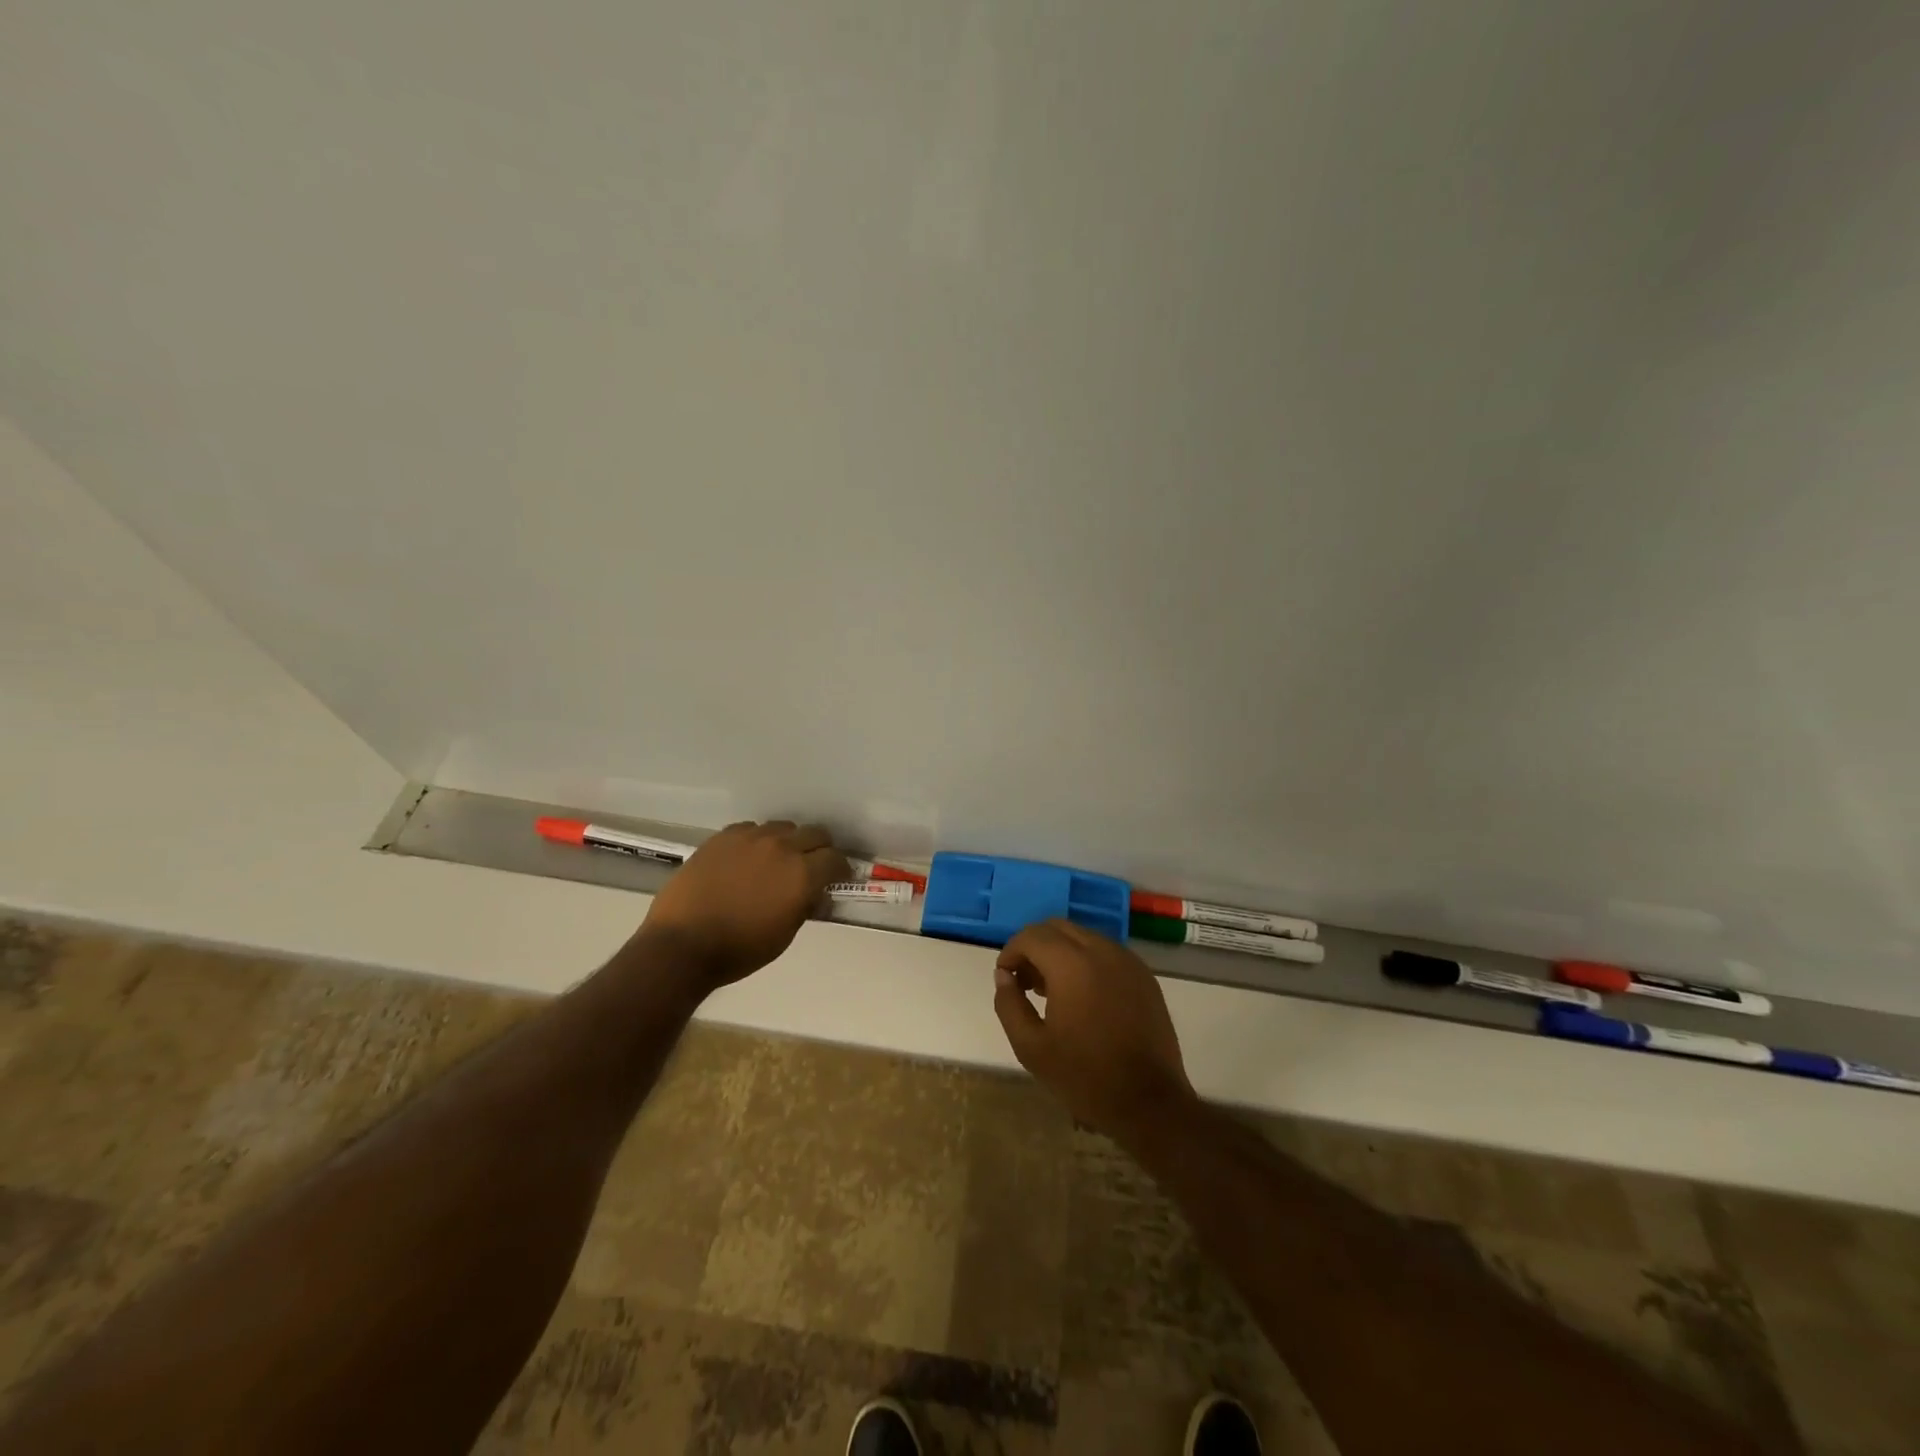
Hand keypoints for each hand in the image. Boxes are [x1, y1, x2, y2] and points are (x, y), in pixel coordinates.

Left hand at [635, 820, 848, 990]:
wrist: (682, 944)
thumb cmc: (739, 950)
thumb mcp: (785, 934)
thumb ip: (805, 905)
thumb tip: (814, 892)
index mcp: (802, 874)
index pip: (835, 859)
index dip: (840, 869)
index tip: (837, 878)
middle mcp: (781, 847)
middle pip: (815, 833)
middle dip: (820, 849)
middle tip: (813, 866)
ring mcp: (750, 838)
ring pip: (782, 828)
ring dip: (788, 842)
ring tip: (778, 860)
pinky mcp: (723, 837)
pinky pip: (751, 829)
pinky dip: (757, 841)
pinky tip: (748, 858)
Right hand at [992, 919, 1197, 1142]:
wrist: (1149, 1102)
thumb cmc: (1085, 1076)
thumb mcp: (1031, 1047)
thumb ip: (1009, 1004)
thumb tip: (1003, 976)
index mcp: (1072, 964)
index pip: (1032, 936)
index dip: (1011, 951)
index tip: (1005, 977)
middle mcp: (1102, 950)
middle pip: (1057, 928)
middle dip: (1034, 947)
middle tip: (1025, 982)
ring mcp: (1127, 961)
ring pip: (1083, 937)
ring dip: (1060, 952)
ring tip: (1051, 991)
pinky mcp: (1144, 975)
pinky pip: (1106, 953)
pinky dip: (1086, 961)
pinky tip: (1083, 996)